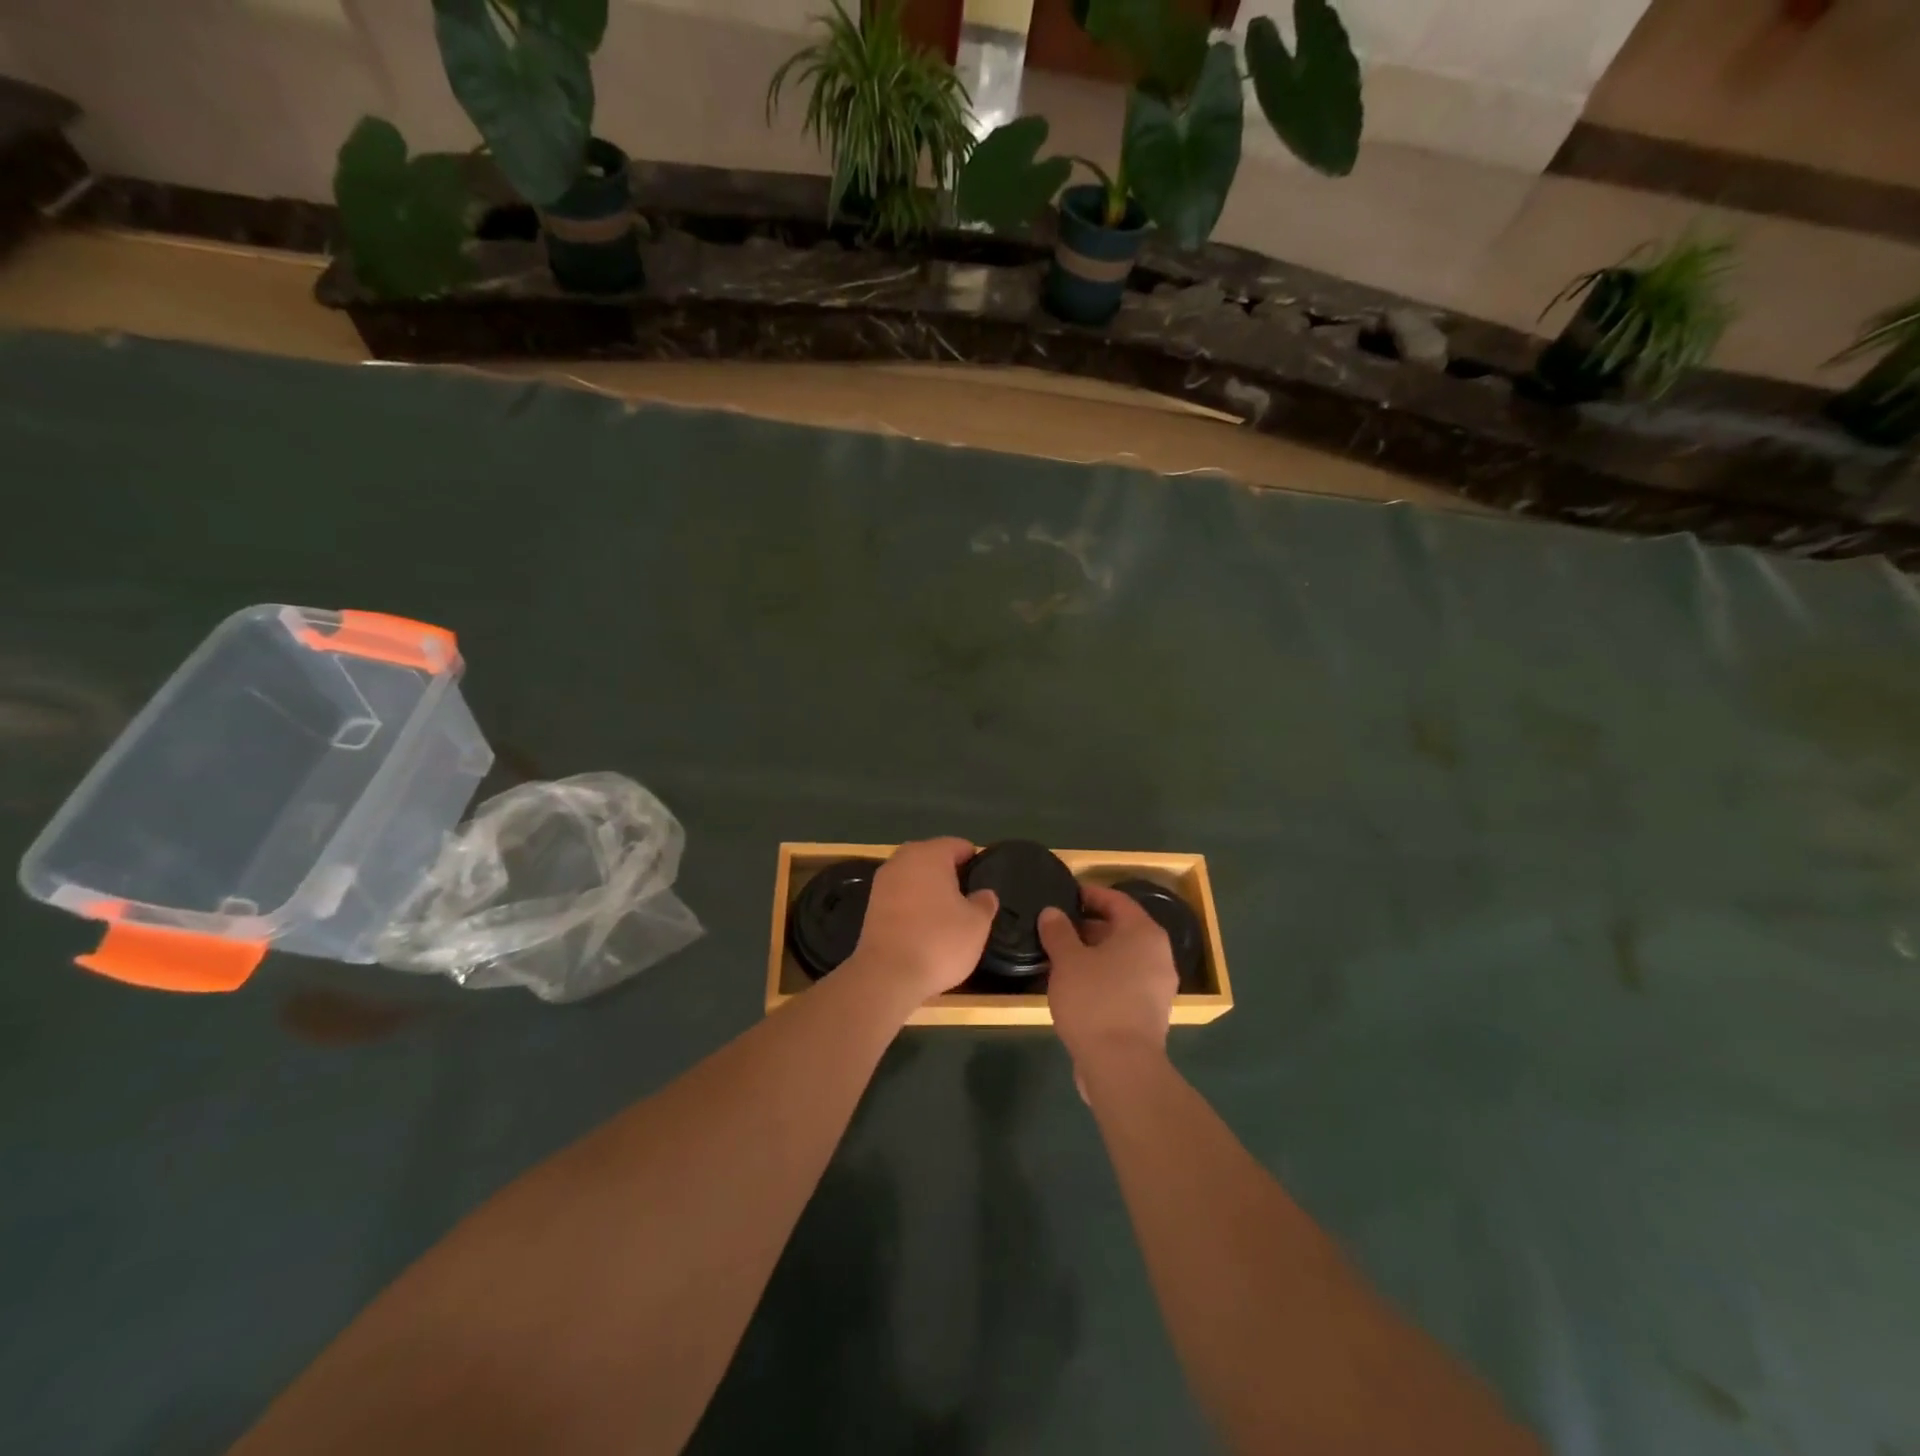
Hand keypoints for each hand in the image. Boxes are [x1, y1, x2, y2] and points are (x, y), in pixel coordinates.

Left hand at [849, 837, 997, 1005]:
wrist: (887, 975)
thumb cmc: (938, 941)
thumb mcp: (976, 924)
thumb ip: (984, 903)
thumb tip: (984, 894)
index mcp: (930, 854)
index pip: (957, 845)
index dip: (973, 861)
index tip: (983, 880)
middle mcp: (903, 859)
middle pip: (932, 857)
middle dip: (949, 873)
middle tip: (967, 897)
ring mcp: (883, 882)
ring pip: (914, 876)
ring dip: (929, 888)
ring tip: (947, 913)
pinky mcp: (871, 905)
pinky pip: (900, 895)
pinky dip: (912, 904)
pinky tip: (924, 925)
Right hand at [1040, 883, 1177, 1078]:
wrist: (1121, 1066)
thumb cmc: (1095, 1001)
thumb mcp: (1067, 960)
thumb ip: (1058, 931)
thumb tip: (1052, 913)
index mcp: (1143, 933)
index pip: (1117, 900)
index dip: (1090, 894)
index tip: (1066, 895)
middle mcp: (1158, 954)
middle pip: (1122, 929)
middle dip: (1089, 926)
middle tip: (1057, 928)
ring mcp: (1158, 986)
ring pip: (1122, 957)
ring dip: (1094, 953)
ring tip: (1061, 957)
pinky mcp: (1151, 1013)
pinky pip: (1125, 981)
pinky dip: (1103, 976)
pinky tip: (1076, 986)